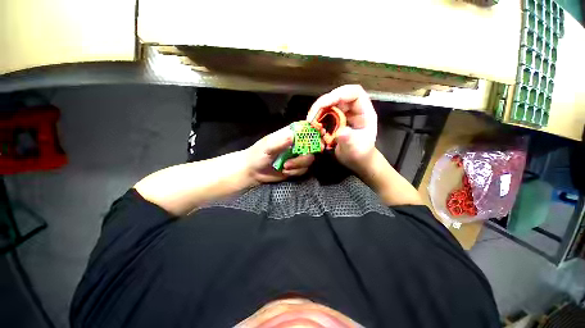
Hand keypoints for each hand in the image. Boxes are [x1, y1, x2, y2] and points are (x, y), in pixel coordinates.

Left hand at [245, 126, 314, 183]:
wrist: (254, 172)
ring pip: (309, 159)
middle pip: (313, 145)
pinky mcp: (297, 168)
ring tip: (285, 166)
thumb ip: (280, 142)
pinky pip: (304, 169)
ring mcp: (297, 156)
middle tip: (304, 155)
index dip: (315, 130)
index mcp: (290, 134)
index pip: (306, 129)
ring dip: (299, 164)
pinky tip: (285, 171)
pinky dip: (296, 171)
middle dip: (310, 151)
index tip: (320, 134)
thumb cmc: (258, 154)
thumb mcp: (267, 147)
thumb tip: (293, 136)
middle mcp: (296, 144)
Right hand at [307, 85, 376, 171]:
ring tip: (310, 122)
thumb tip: (340, 132)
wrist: (357, 160)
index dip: (338, 94)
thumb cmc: (360, 154)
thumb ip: (349, 140)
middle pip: (337, 96)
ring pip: (329, 103)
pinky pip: (325, 113)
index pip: (353, 92)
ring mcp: (344, 113)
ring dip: (318, 111)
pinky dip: (317, 118)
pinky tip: (313, 125)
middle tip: (311, 117)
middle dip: (322, 104)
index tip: (323, 105)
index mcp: (364, 111)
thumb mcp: (356, 148)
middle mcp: (354, 108)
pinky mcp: (336, 119)